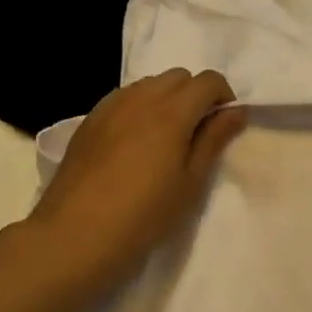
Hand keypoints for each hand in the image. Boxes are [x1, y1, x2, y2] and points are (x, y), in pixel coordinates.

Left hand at [26, 69, 245, 299]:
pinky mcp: (89, 120)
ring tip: (164, 138)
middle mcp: (141, 97)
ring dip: (166, 98)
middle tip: (196, 133)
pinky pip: (123, 98)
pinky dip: (139, 107)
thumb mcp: (190, 183)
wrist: (75, 235)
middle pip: (178, 76)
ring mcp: (110, 106)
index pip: (207, 81)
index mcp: (171, 111)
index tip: (223, 125)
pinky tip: (134, 142)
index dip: (223, 96)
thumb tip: (236, 111)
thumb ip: (214, 140)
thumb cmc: (144, 215)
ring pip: (149, 84)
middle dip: (195, 95)